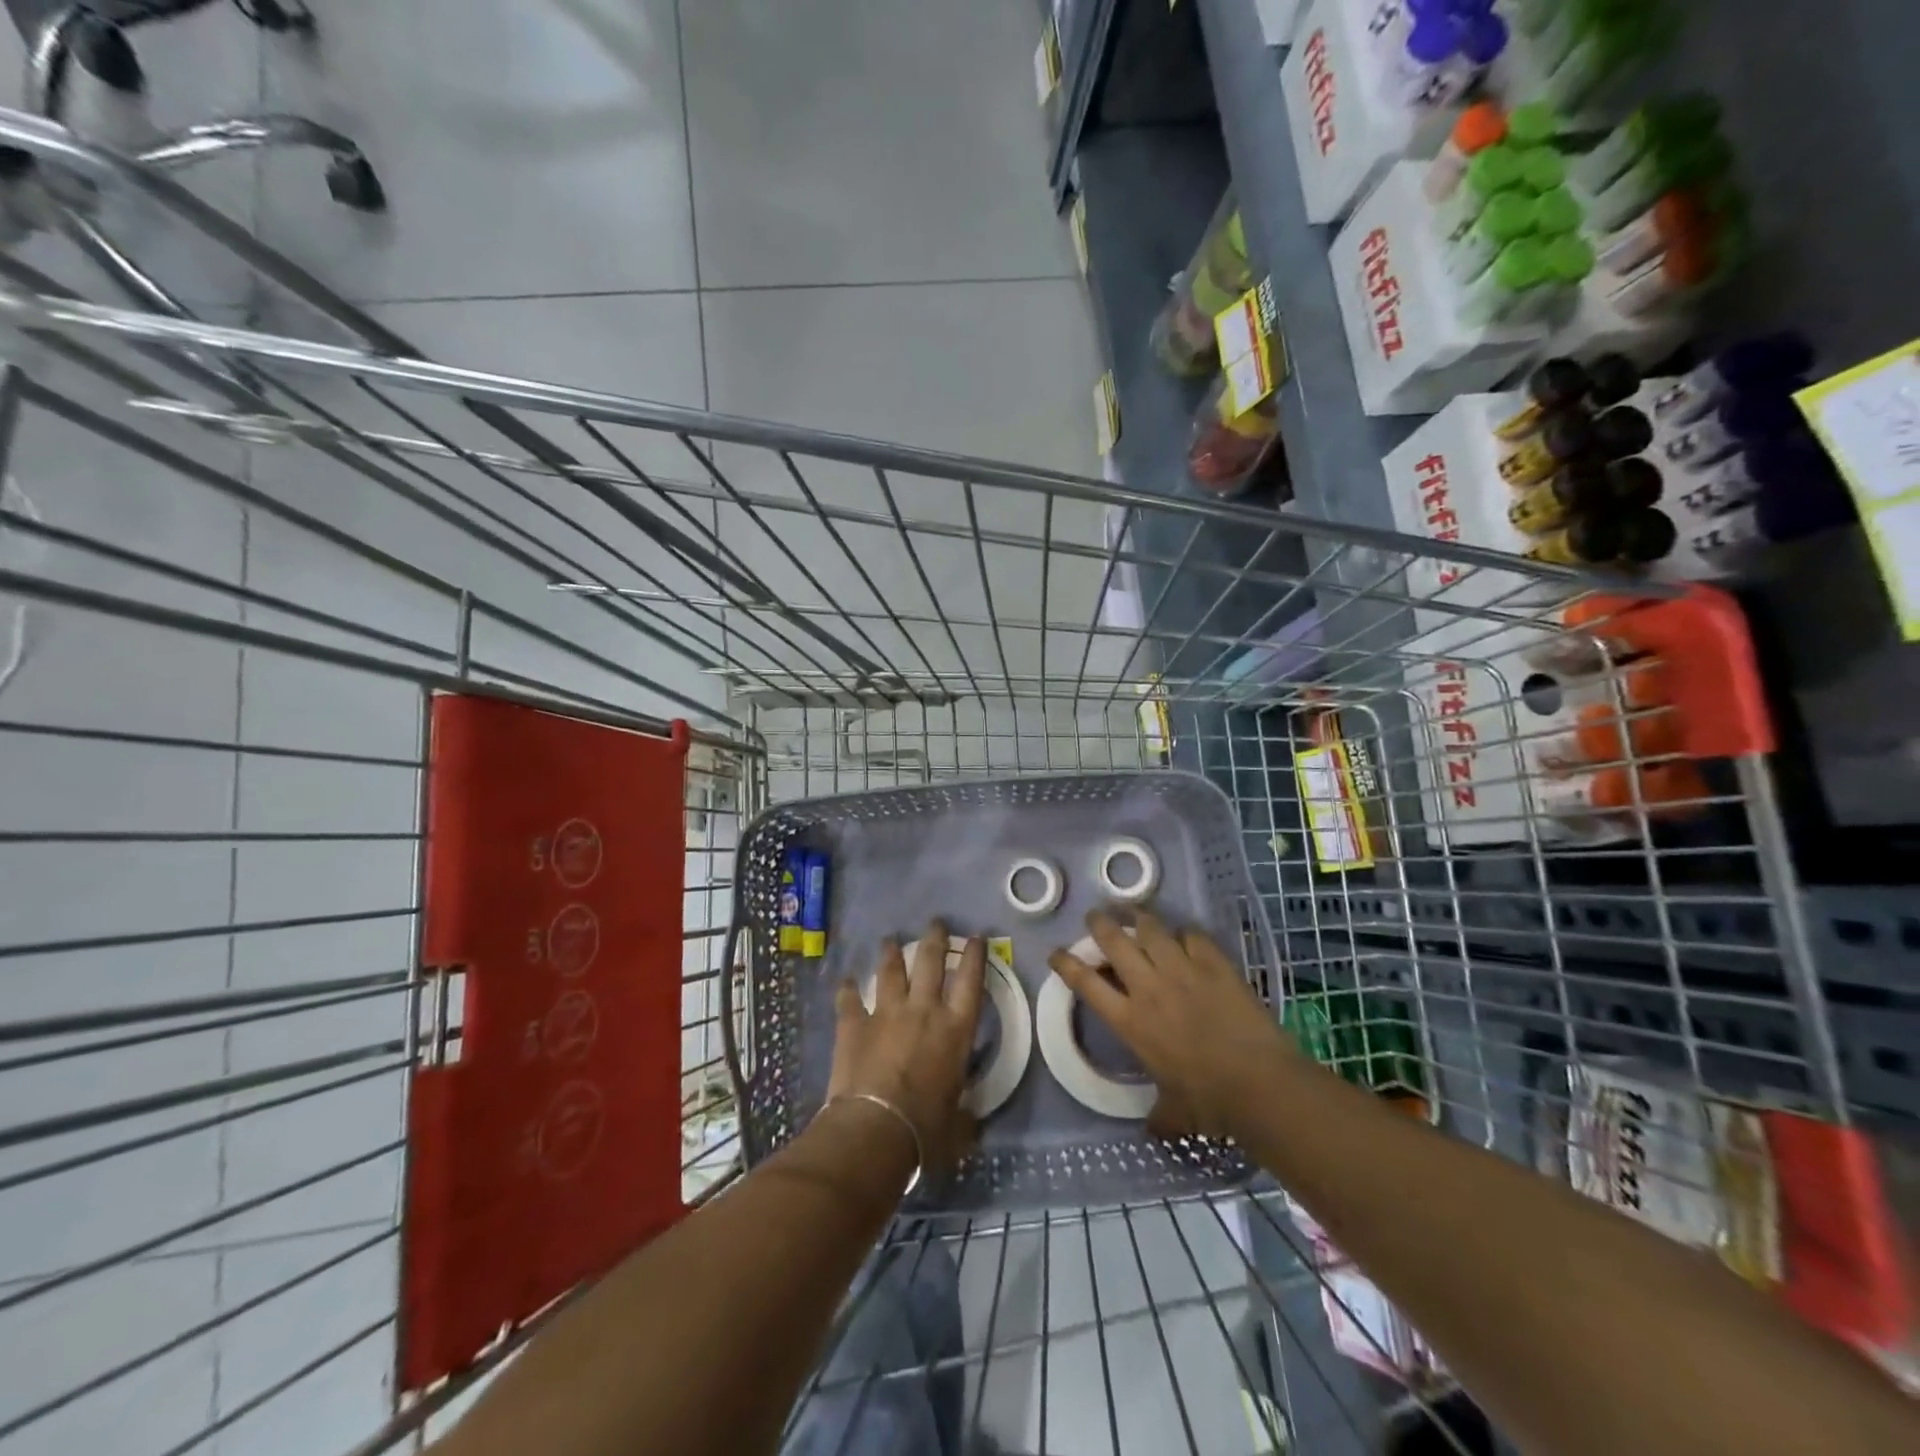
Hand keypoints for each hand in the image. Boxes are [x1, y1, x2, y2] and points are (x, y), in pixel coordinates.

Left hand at [827, 921, 984, 1173]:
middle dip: (935, 938)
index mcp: (955, 1029)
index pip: (971, 980)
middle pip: (930, 961)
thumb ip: (963, 1113)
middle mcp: (923, 1010)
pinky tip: (845, 980)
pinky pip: (849, 999)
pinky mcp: (854, 1024)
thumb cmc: (926, 1129)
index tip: (975, 936)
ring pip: (890, 971)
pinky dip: (847, 989)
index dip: (975, 955)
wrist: (876, 1129)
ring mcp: (886, 1013)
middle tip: (936, 922)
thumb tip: (969, 1120)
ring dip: (891, 953)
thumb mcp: (958, 1124)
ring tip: (890, 939)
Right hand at [1047, 908, 1290, 1141]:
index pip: (1086, 983)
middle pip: (1114, 940)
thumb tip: (1153, 1131)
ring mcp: (1182, 970)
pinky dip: (1184, 934)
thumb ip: (1158, 1117)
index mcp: (1130, 1021)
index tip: (1056, 953)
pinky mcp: (1214, 963)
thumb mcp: (1173, 1113)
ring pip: (1151, 929)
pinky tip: (1185, 937)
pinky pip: (1192, 935)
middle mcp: (1149, 987)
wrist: (1259, 1083)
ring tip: (1135, 915)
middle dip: (1099, 923)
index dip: (1066, 963)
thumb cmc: (1209, 1102)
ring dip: (1139, 919)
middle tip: (1095, 916)